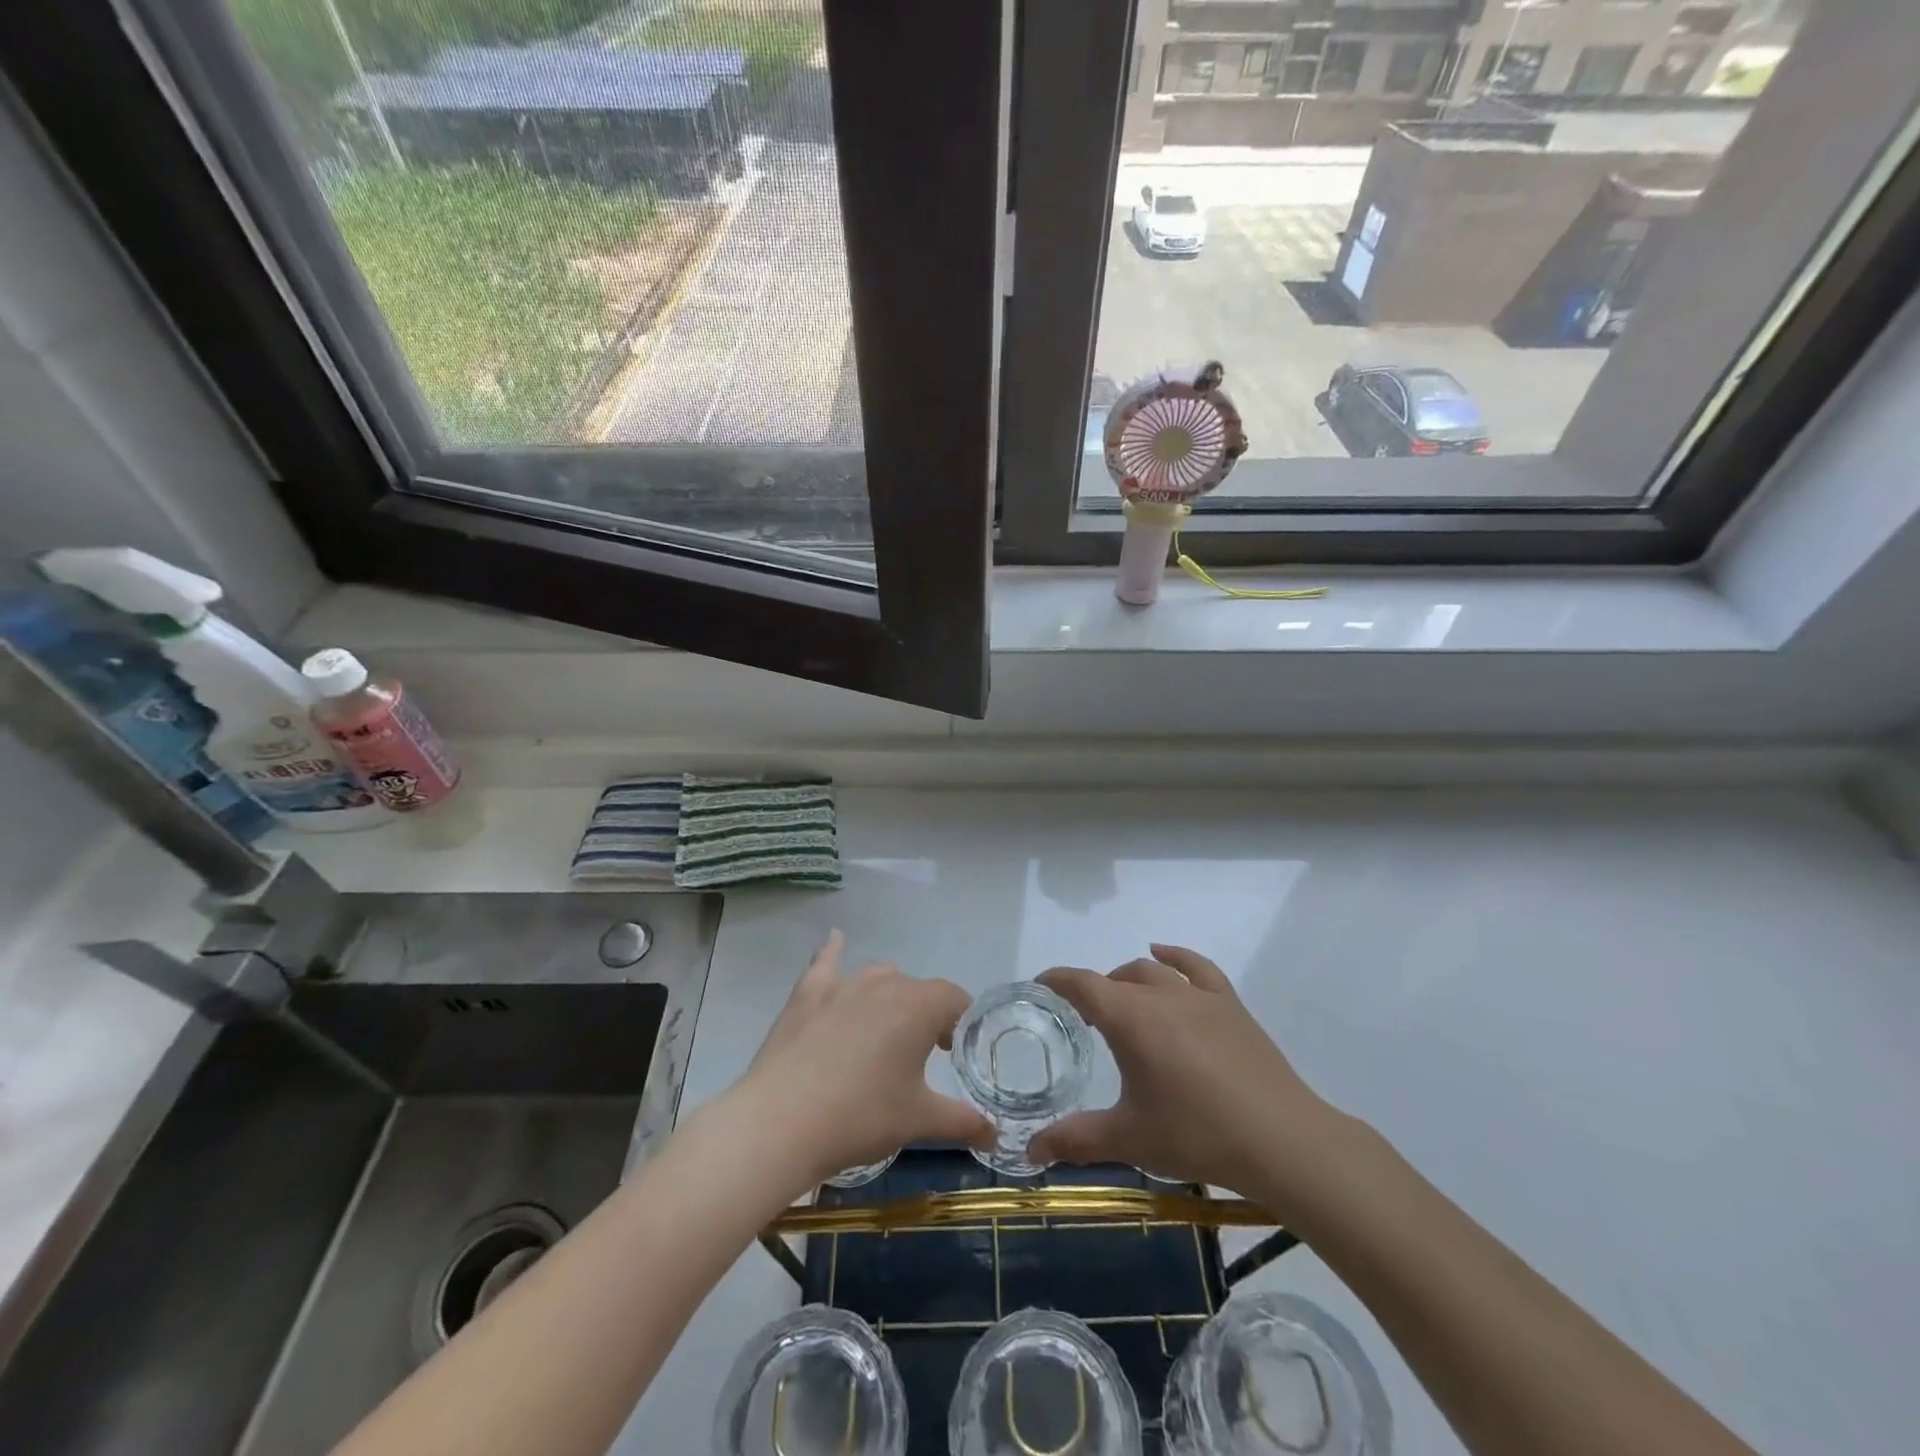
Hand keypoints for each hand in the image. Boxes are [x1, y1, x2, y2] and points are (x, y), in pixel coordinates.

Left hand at [734, 930, 990, 1187]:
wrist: (782, 1122)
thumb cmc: (861, 1117)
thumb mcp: (918, 1121)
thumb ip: (962, 1121)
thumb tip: (994, 1134)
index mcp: (918, 1007)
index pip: (953, 998)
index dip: (959, 1022)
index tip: (952, 1050)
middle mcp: (885, 983)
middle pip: (916, 989)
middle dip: (924, 1014)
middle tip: (918, 1054)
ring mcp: (843, 984)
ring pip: (878, 977)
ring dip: (888, 996)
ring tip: (883, 1030)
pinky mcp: (807, 992)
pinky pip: (826, 961)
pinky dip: (833, 951)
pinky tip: (835, 939)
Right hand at [1030, 945, 1350, 1212]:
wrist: (1281, 1140)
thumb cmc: (1197, 1135)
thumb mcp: (1130, 1139)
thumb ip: (1076, 1140)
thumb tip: (1029, 1152)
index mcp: (1130, 1020)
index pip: (1082, 985)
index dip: (1057, 981)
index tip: (1040, 986)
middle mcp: (1160, 995)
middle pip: (1116, 979)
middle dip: (1094, 992)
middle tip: (1084, 1022)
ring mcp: (1199, 996)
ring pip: (1152, 970)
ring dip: (1128, 979)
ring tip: (1121, 1001)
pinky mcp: (1229, 1004)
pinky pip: (1197, 966)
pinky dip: (1175, 956)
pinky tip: (1164, 955)